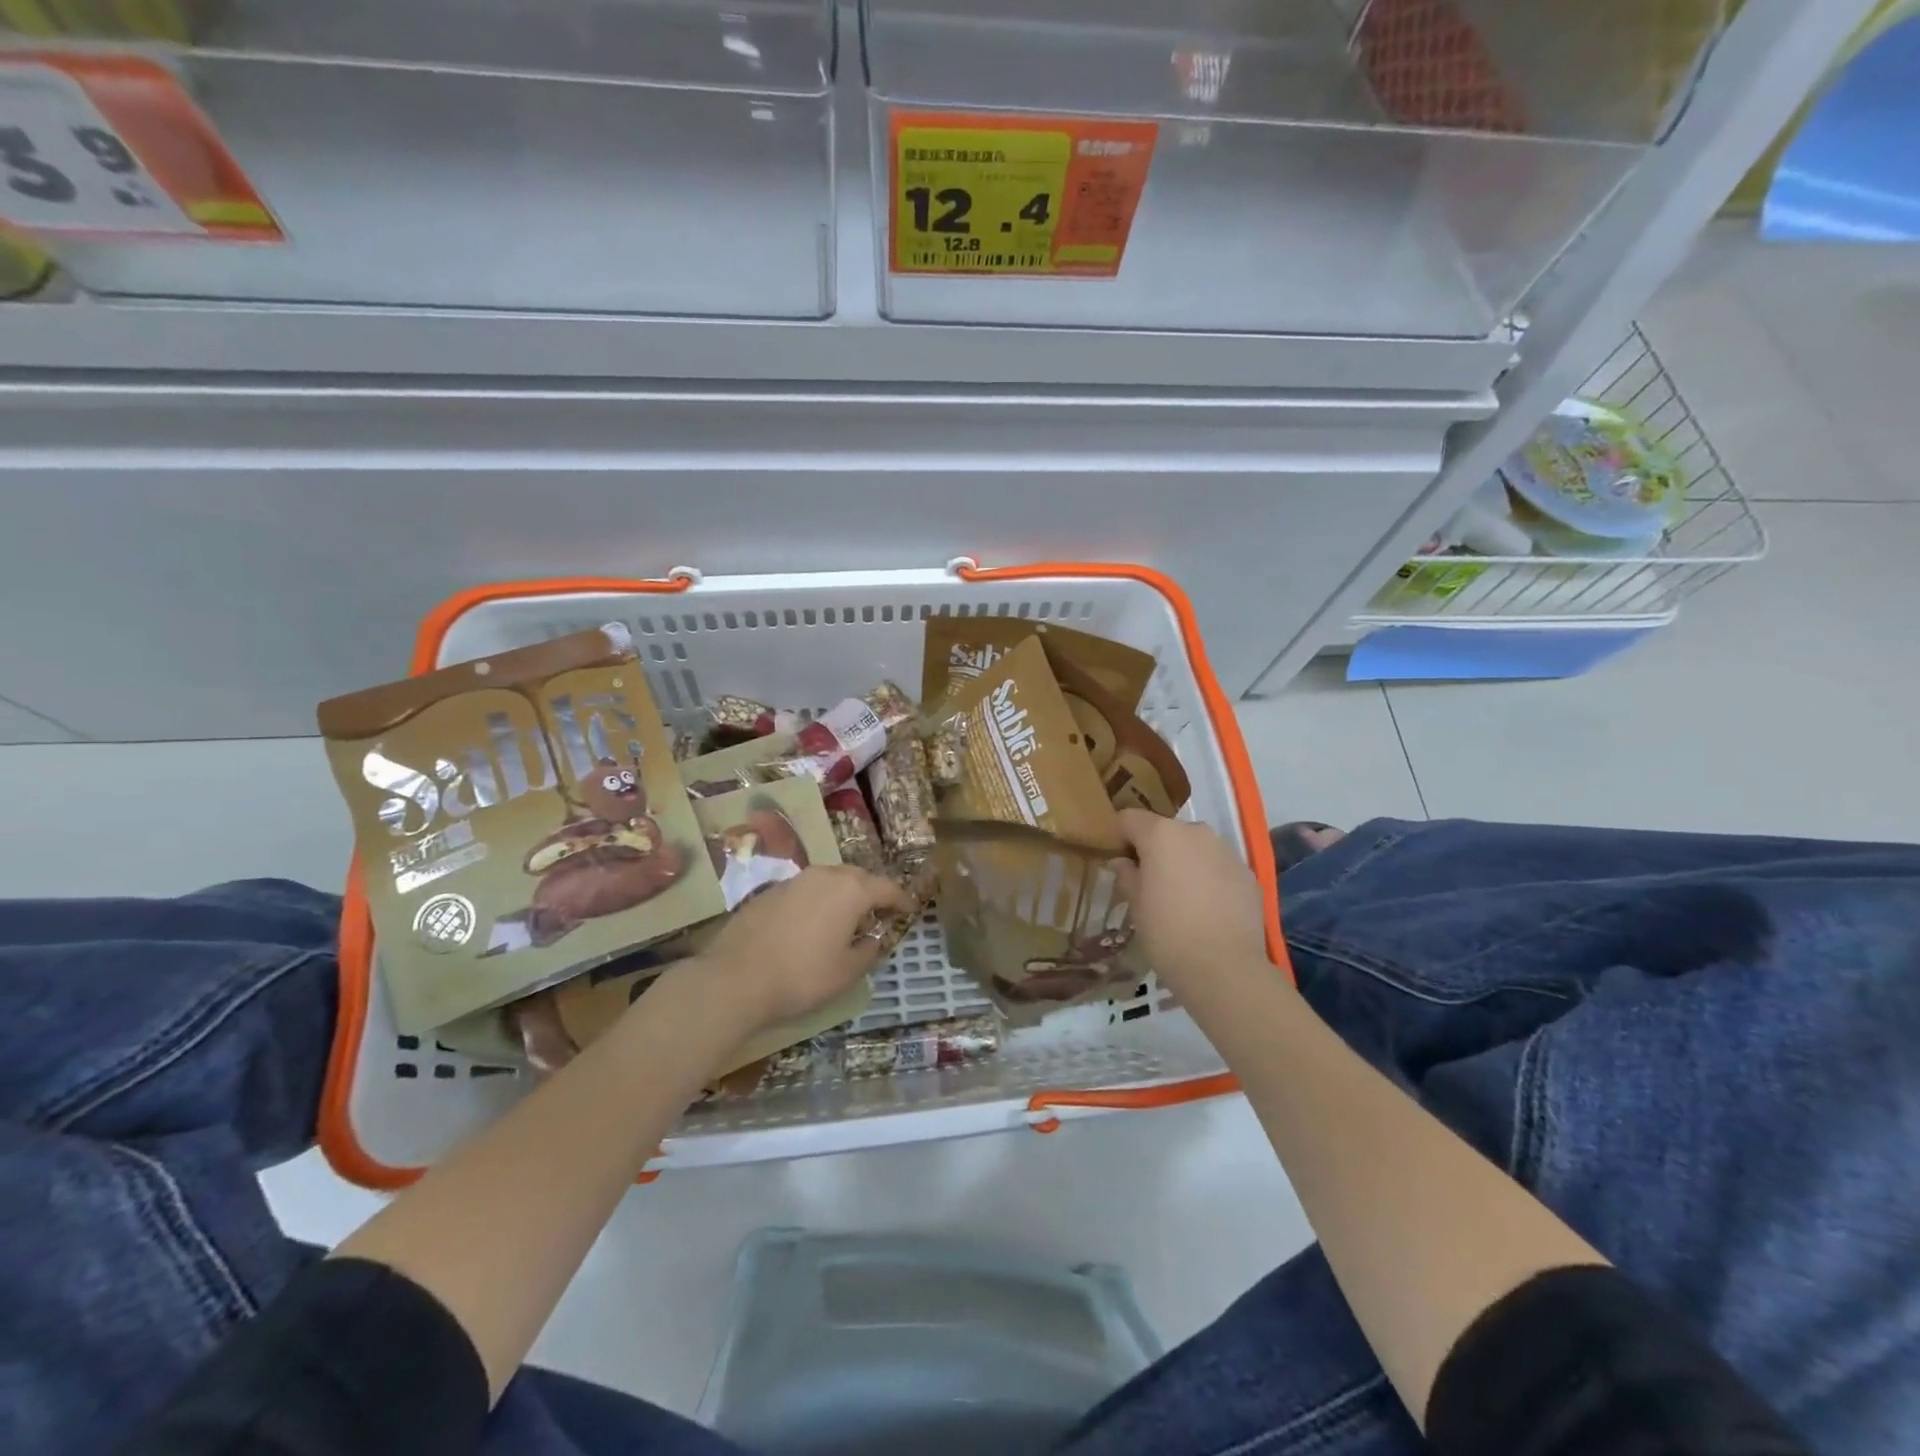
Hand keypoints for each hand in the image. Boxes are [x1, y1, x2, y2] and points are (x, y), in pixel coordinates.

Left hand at [679, 866, 913, 1035]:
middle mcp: (825, 875)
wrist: (736, 978)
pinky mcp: (769, 891)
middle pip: (857, 877)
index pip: (887, 888)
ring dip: (842, 895)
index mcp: (851, 890)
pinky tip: (810, 925)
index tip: (909, 910)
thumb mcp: (846, 972)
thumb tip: (872, 939)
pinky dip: (816, 901)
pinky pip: (804, 890)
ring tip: (845, 919)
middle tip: (878, 914)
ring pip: (828, 880)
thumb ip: (868, 951)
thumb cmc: (802, 976)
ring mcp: (794, 880)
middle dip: (871, 893)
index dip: (901, 900)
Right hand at [1115, 810, 1270, 987]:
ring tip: (1181, 898)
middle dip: (1155, 850)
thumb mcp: (1136, 904)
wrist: (1225, 968)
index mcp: (1161, 834)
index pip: (1129, 819)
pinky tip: (1207, 908)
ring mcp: (1225, 850)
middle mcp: (1195, 832)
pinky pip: (1218, 866)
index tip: (1120, 863)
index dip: (1120, 837)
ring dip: (1184, 862)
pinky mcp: (1247, 873)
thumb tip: (1123, 862)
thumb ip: (1127, 875)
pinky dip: (1209, 878)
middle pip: (1165, 831)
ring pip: (1195, 847)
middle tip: (1150, 884)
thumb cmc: (1167, 932)